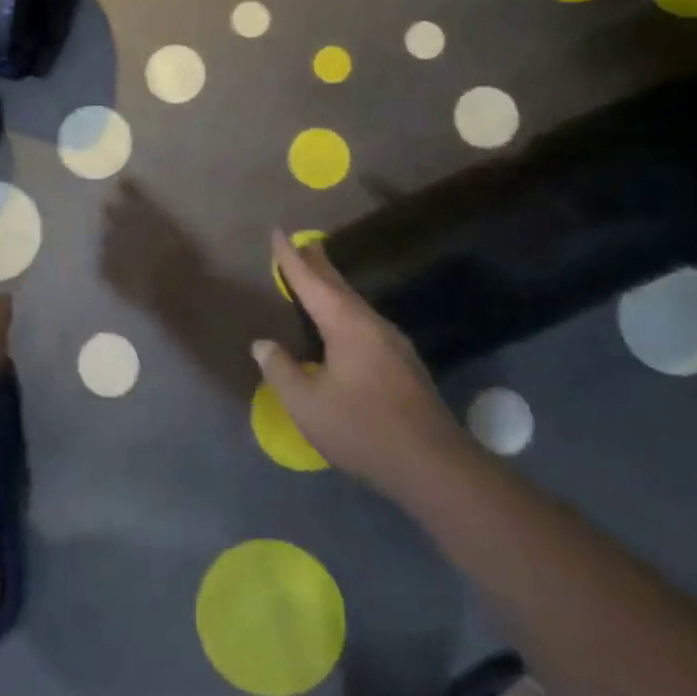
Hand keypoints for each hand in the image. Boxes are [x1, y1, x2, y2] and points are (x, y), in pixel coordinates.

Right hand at [253, 230, 465, 497]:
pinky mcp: (404, 362)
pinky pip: (366, 321)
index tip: (279, 232)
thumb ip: (281, 371)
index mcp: (346, 325)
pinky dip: (346, 309)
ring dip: (334, 287)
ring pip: (355, 304)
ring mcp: (393, 342)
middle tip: (304, 243)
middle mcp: (371, 323)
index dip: (291, 258)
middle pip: (339, 285)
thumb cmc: (362, 429)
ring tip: (319, 278)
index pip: (311, 282)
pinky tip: (344, 324)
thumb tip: (263, 345)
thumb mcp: (307, 405)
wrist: (432, 464)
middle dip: (318, 264)